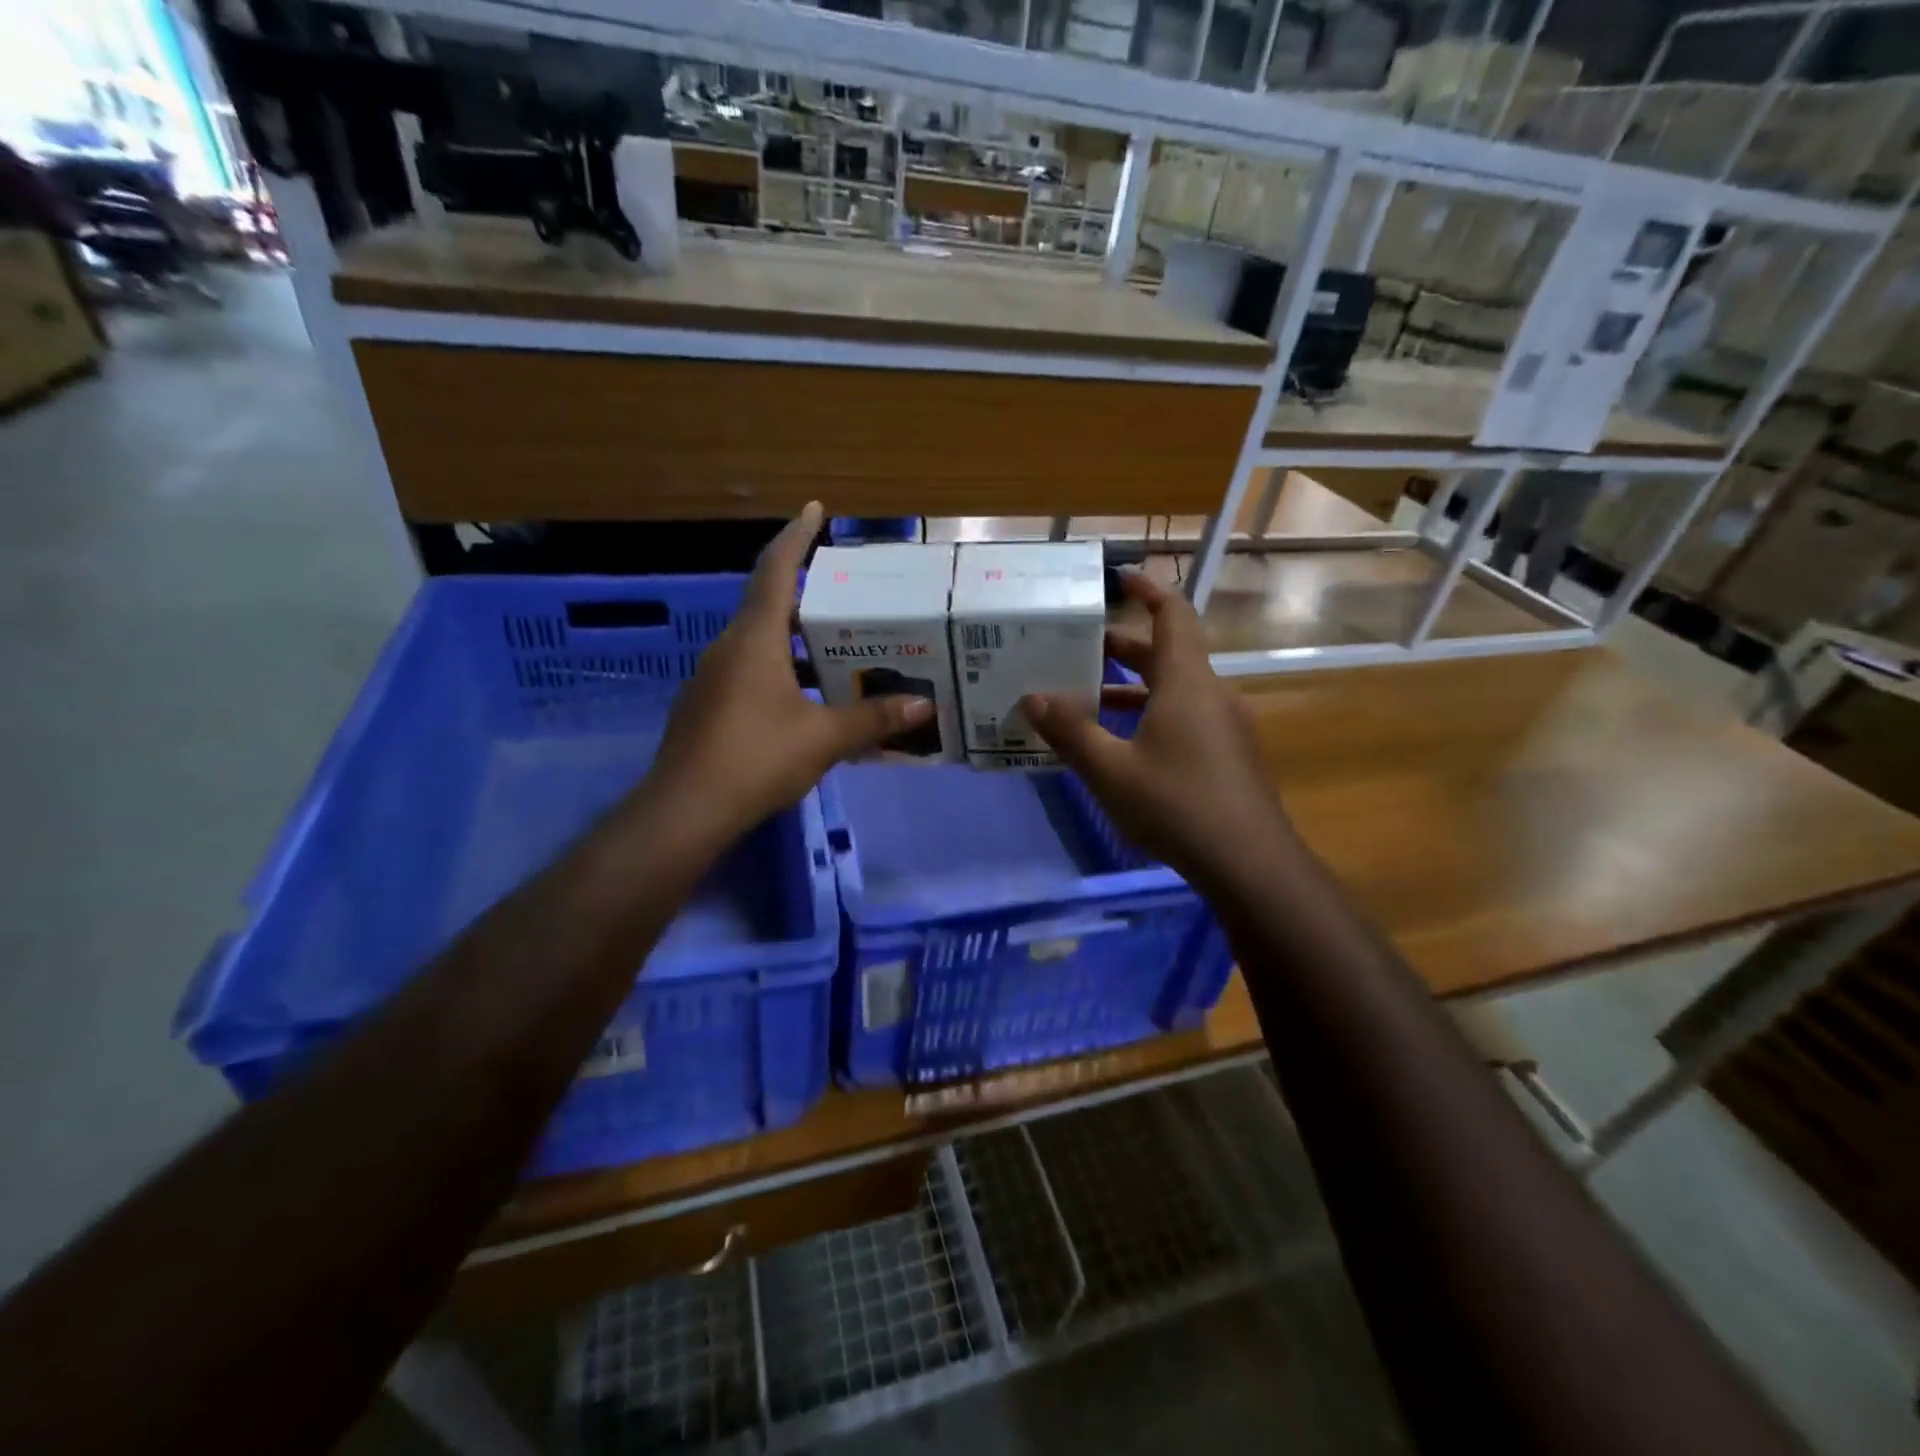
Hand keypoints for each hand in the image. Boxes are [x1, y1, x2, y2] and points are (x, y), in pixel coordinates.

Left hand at [641, 503, 933, 848]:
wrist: (686, 810)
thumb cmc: (756, 758)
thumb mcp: (824, 738)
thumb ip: (873, 719)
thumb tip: (923, 706)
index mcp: (755, 639)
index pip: (777, 570)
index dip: (796, 536)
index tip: (813, 509)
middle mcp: (729, 648)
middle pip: (769, 605)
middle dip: (807, 594)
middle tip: (847, 595)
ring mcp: (712, 678)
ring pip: (759, 643)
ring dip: (795, 640)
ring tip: (837, 648)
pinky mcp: (707, 707)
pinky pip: (749, 672)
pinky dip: (780, 670)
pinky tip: (806, 698)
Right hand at [1020, 570, 1293, 888]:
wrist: (1249, 863)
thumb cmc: (1176, 804)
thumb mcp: (1110, 770)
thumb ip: (1071, 731)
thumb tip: (1032, 698)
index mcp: (1187, 682)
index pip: (1173, 615)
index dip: (1148, 591)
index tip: (1119, 579)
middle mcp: (1211, 693)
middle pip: (1168, 653)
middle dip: (1123, 648)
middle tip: (1078, 649)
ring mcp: (1226, 725)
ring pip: (1176, 689)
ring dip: (1134, 688)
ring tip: (1088, 699)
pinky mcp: (1229, 754)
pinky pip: (1186, 717)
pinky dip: (1152, 715)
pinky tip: (1123, 745)